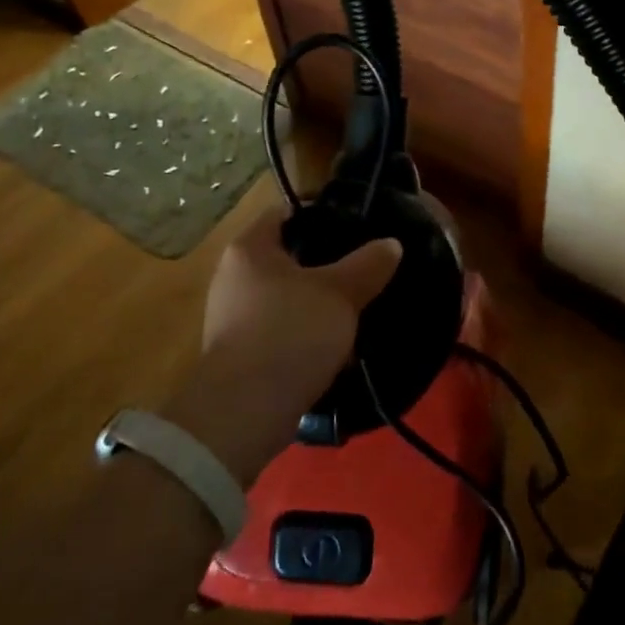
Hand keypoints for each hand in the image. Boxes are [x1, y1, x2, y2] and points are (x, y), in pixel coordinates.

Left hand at [165, 205, 401, 482]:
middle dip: (326, 261)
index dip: (322, 213)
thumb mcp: (340, 293)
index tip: (357, 223)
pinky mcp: (240, 353)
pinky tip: (335, 344)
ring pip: (286, 295)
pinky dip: (306, 332)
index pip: (286, 212)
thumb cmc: (290, 334)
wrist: (244, 412)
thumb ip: (368, 264)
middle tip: (365, 266)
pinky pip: (281, 329)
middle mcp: (233, 276)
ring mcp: (232, 317)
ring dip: (318, 301)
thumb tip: (391, 244)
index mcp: (250, 248)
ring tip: (357, 306)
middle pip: (287, 255)